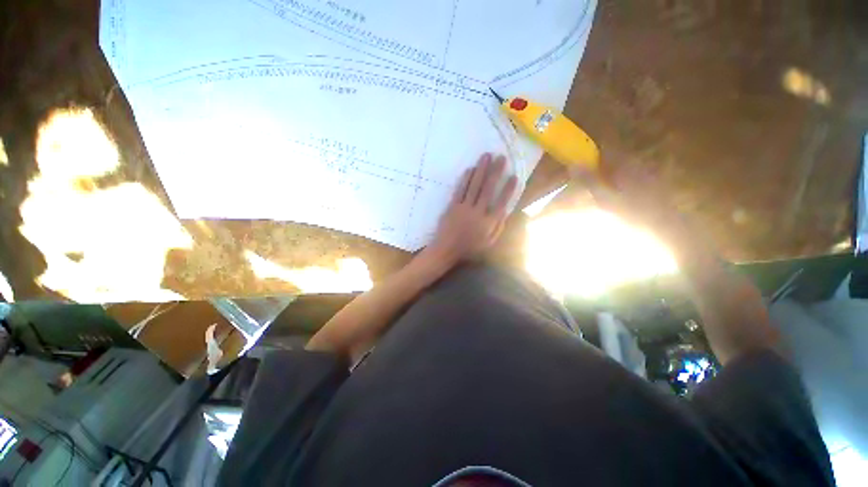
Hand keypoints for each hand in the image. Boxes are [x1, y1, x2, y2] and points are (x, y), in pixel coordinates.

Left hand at [426, 153, 517, 265]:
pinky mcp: (452, 206)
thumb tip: (505, 211)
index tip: (514, 176)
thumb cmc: (469, 249)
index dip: (508, 189)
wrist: (446, 250)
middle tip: (501, 157)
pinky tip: (470, 169)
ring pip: (474, 186)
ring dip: (480, 170)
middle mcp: (478, 212)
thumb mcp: (489, 243)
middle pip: (488, 189)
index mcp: (488, 223)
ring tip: (486, 156)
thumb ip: (498, 227)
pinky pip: (460, 190)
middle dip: (495, 172)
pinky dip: (465, 179)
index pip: (501, 203)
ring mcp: (464, 208)